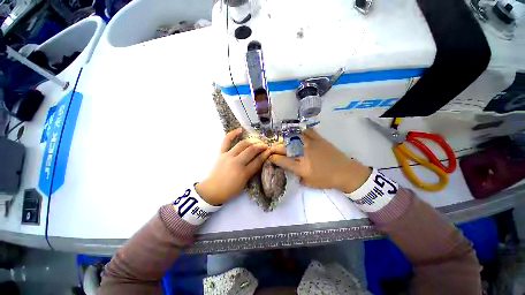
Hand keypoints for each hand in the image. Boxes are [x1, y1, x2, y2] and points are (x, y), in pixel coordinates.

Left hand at [195, 128, 270, 204]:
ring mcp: (228, 156)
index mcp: (243, 173)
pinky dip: (232, 134)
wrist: (212, 190)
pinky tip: (240, 130)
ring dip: (252, 141)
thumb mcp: (244, 183)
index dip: (265, 155)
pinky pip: (226, 141)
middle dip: (261, 146)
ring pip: (242, 144)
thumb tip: (260, 160)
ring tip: (258, 140)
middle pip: (251, 150)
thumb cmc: (229, 190)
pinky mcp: (221, 153)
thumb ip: (252, 171)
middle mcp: (236, 162)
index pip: (257, 161)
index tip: (270, 151)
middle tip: (265, 145)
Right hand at [269, 128, 370, 192]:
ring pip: (294, 138)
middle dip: (276, 148)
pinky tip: (297, 132)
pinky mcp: (319, 139)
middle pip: (285, 148)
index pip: (282, 161)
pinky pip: (307, 131)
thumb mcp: (309, 182)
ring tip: (282, 139)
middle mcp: (304, 154)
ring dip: (285, 138)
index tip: (270, 157)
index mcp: (301, 166)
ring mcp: (311, 144)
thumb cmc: (326, 179)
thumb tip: (290, 168)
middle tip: (272, 148)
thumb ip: (297, 175)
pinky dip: (301, 131)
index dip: (274, 158)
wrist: (346, 172)